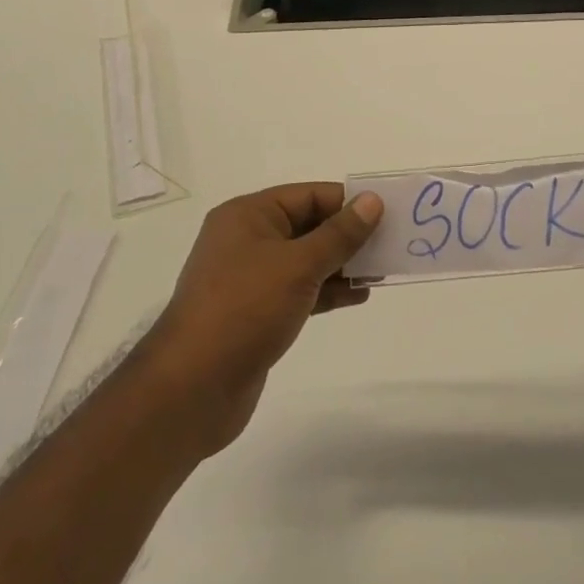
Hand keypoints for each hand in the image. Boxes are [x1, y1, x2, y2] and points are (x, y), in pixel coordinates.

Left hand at [150, 183, 383, 450]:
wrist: (192, 389)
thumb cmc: (245, 309)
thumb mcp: (299, 265)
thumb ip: (340, 234)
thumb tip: (372, 201)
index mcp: (249, 215)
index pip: (308, 195)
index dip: (348, 202)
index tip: (387, 213)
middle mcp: (247, 240)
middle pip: (308, 225)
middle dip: (349, 234)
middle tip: (392, 242)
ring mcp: (250, 278)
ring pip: (306, 260)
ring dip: (343, 264)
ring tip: (382, 271)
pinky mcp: (256, 313)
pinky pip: (300, 290)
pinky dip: (328, 290)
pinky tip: (359, 296)